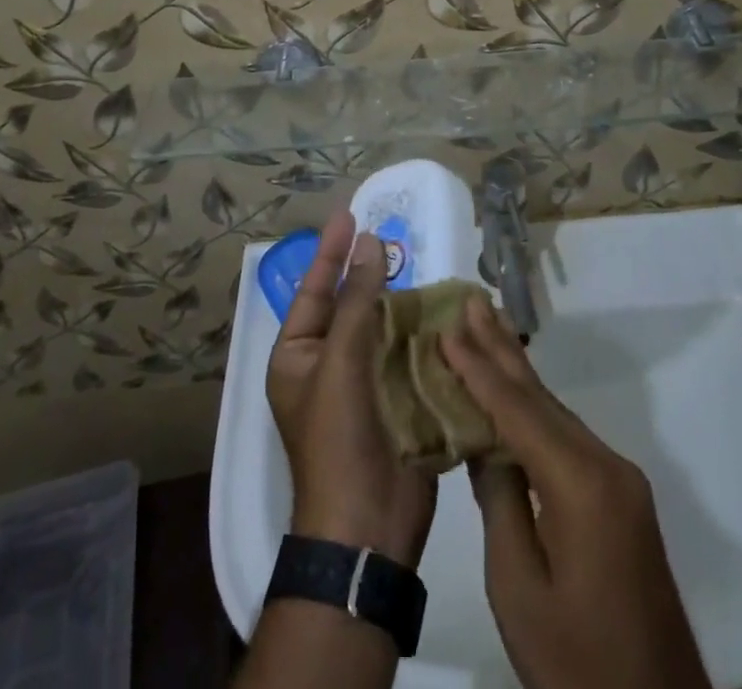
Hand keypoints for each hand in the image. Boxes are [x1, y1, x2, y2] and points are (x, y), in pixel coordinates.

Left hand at [268, 210, 436, 566]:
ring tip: (421, 265)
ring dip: (401, 300)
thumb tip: (369, 242)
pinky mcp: (398, 400)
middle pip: (350, 306)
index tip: (348, 215)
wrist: (369, 526)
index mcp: (299, 356)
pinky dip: (422, 331)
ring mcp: (365, 384)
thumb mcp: (339, 361)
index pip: (314, 291)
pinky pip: (408, 353)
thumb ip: (356, 299)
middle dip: (369, 273)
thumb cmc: (338, 437)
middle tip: (390, 235)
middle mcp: (328, 366)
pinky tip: (442, 308)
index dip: (331, 252)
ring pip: (383, 328)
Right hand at [441, 296, 709, 688]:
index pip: (517, 409)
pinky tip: (515, 395)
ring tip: (486, 329)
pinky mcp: (621, 499)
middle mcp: (606, 465)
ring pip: (555, 413)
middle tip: (472, 300)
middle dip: (501, 347)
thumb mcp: (519, 589)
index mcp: (581, 484)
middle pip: (541, 397)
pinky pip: (568, 438)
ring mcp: (619, 481)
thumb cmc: (577, 662)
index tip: (447, 327)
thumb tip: (485, 444)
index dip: (478, 367)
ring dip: (517, 373)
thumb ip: (499, 503)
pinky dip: (534, 410)